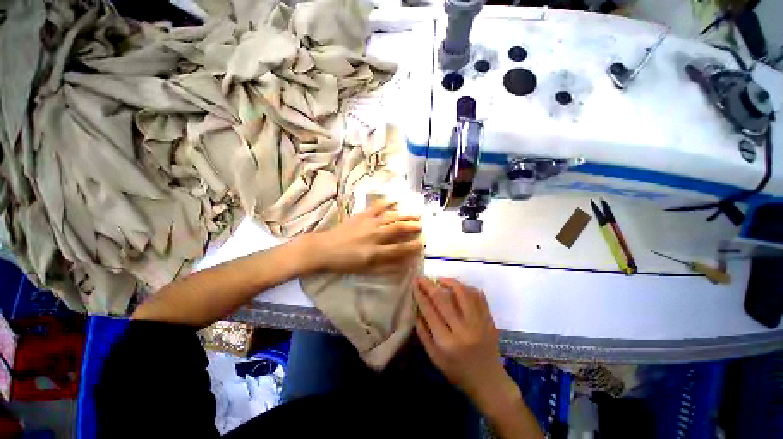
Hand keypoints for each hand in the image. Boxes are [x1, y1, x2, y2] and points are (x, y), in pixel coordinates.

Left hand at [308, 202, 422, 273]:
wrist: (323, 249)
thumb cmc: (344, 262)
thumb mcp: (365, 271)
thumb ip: (385, 268)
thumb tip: (402, 266)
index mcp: (374, 252)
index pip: (399, 249)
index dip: (412, 246)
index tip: (422, 243)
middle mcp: (374, 235)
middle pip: (398, 228)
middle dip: (412, 226)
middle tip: (422, 225)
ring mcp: (368, 223)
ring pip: (391, 216)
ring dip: (405, 215)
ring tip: (416, 213)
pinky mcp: (362, 215)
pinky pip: (377, 206)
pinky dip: (387, 202)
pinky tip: (395, 200)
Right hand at [414, 278, 521, 414]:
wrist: (488, 381)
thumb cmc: (457, 371)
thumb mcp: (434, 357)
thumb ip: (423, 332)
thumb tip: (416, 309)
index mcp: (446, 342)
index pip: (429, 310)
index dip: (420, 294)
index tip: (415, 283)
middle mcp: (463, 330)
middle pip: (443, 299)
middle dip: (430, 285)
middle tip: (422, 277)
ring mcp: (479, 323)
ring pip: (463, 293)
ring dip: (449, 282)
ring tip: (440, 280)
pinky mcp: (489, 320)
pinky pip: (479, 296)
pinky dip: (467, 287)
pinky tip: (459, 288)